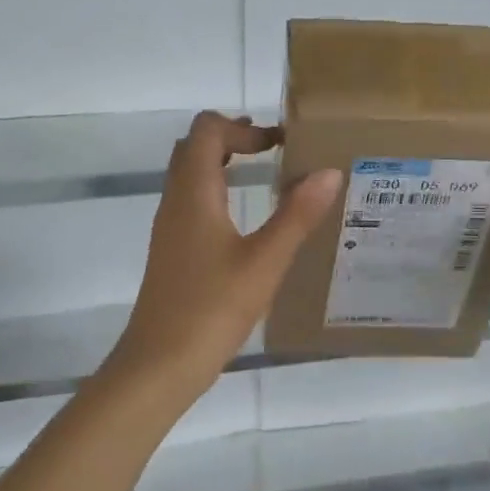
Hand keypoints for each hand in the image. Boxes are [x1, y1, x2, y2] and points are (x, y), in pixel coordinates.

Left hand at [99, 112, 340, 405]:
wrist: (159, 363)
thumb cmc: (212, 308)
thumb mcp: (265, 261)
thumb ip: (297, 215)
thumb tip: (330, 171)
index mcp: (193, 193)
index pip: (206, 130)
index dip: (242, 127)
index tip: (280, 142)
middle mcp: (175, 201)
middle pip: (193, 147)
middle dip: (232, 139)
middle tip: (273, 149)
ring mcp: (169, 227)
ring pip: (189, 175)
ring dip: (222, 163)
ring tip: (264, 173)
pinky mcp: (171, 251)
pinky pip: (191, 201)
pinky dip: (217, 190)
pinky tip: (243, 219)